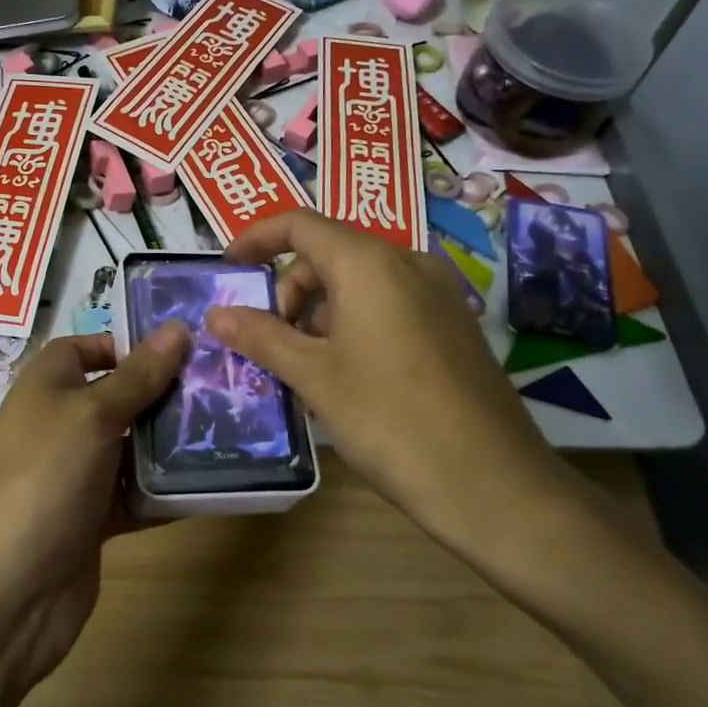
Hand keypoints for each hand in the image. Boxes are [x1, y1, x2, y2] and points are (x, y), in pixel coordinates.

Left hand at [0, 327, 189, 697]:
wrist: (9, 589)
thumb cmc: (46, 476)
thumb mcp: (94, 414)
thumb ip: (139, 375)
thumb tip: (178, 327)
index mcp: (47, 386)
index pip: (85, 348)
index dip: (126, 345)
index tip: (179, 351)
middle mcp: (61, 424)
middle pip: (118, 396)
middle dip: (164, 393)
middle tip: (222, 388)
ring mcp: (77, 474)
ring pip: (133, 447)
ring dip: (172, 444)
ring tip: (230, 431)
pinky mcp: (94, 518)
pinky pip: (137, 494)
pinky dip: (167, 491)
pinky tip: (212, 484)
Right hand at [206, 210, 567, 558]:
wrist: (492, 482)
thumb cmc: (389, 419)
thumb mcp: (313, 376)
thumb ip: (261, 336)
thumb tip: (215, 314)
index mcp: (369, 263)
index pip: (300, 224)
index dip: (257, 239)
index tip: (228, 268)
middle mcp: (408, 262)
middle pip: (329, 253)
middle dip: (289, 289)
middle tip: (270, 341)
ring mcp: (438, 293)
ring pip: (360, 282)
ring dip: (319, 312)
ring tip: (304, 367)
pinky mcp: (454, 324)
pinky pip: (389, 304)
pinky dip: (354, 323)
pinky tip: (346, 374)